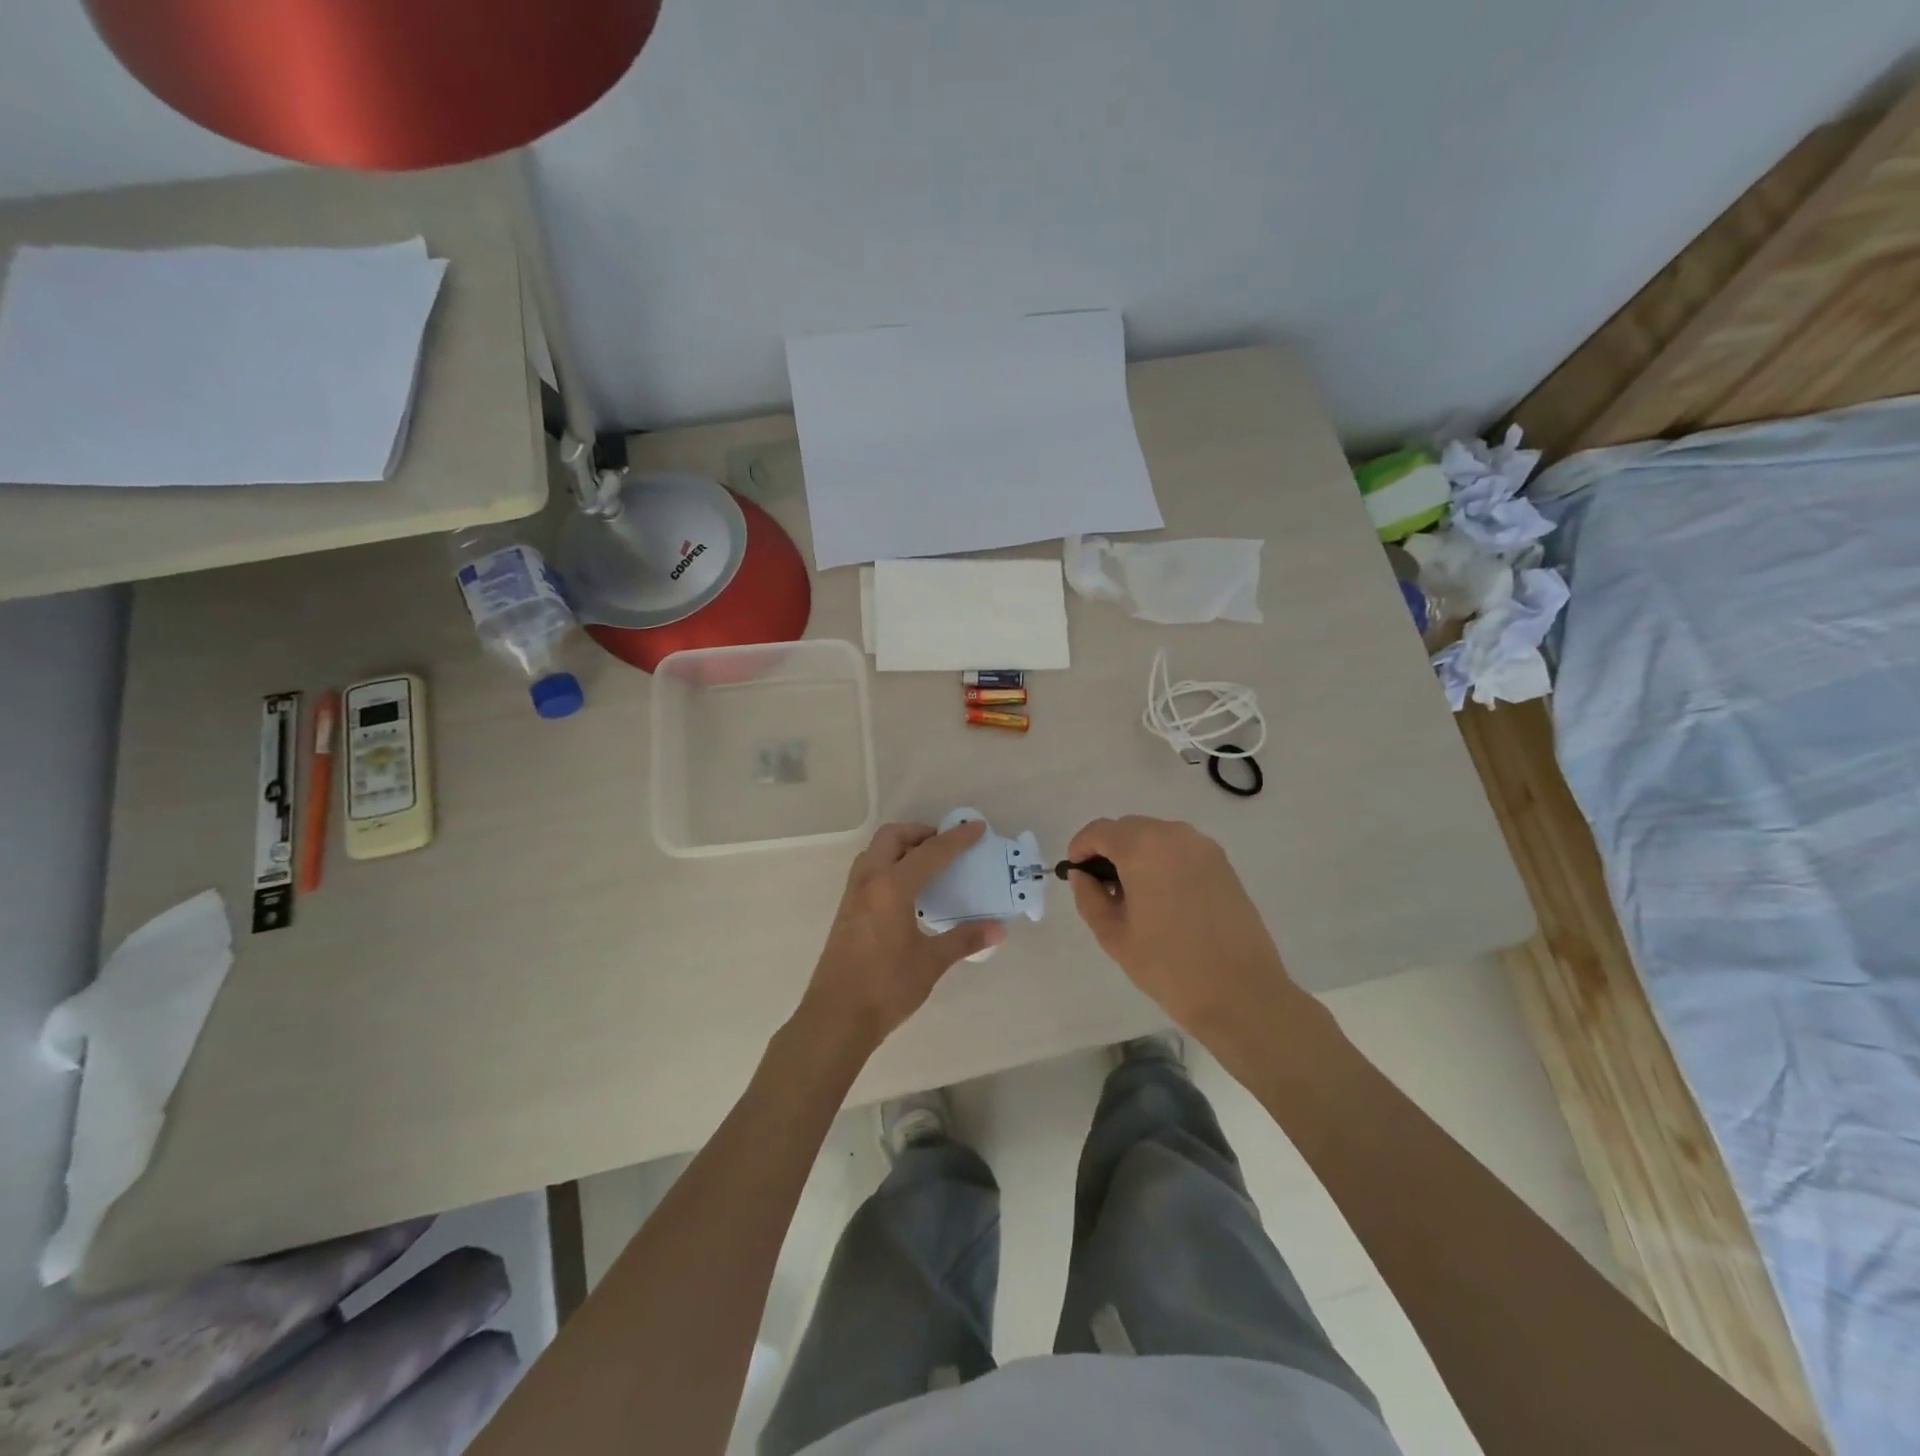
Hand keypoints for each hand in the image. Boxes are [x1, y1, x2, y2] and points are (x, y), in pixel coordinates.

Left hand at [795, 821, 1005, 1054]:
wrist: (836, 1017)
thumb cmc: (886, 987)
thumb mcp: (930, 962)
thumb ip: (964, 939)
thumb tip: (998, 929)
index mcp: (891, 887)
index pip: (930, 852)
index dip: (956, 839)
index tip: (977, 828)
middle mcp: (869, 881)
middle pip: (893, 837)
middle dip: (921, 833)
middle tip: (946, 846)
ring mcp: (853, 895)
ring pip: (875, 851)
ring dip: (901, 846)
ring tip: (927, 864)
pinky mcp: (846, 910)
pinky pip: (868, 870)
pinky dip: (889, 864)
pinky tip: (906, 891)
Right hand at [1065, 816, 1303, 1048]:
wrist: (1241, 993)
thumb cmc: (1168, 966)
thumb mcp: (1113, 935)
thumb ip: (1089, 897)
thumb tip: (1083, 876)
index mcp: (1143, 848)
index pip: (1099, 831)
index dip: (1081, 848)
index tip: (1075, 872)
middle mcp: (1174, 835)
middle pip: (1128, 828)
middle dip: (1109, 849)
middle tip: (1103, 887)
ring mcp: (1203, 847)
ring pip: (1156, 836)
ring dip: (1137, 854)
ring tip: (1134, 895)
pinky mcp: (1223, 863)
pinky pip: (1180, 849)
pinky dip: (1163, 861)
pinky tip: (1164, 898)